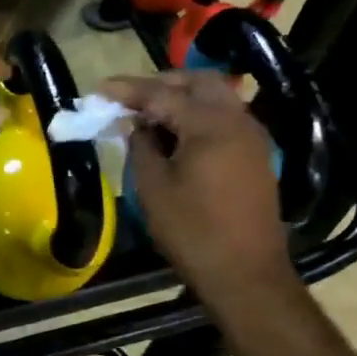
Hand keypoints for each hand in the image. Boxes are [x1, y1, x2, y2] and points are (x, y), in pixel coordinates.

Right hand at [99, 71, 294, 299]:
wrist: (246, 273)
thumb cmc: (193, 232)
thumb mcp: (153, 189)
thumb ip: (142, 147)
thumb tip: (137, 125)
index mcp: (210, 126)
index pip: (163, 94)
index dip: (128, 89)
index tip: (100, 89)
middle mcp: (237, 120)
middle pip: (198, 82)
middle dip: (161, 83)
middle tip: (129, 97)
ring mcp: (252, 137)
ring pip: (216, 97)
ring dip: (182, 97)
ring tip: (149, 114)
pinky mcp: (256, 155)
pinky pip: (225, 118)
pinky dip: (199, 114)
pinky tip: (177, 134)